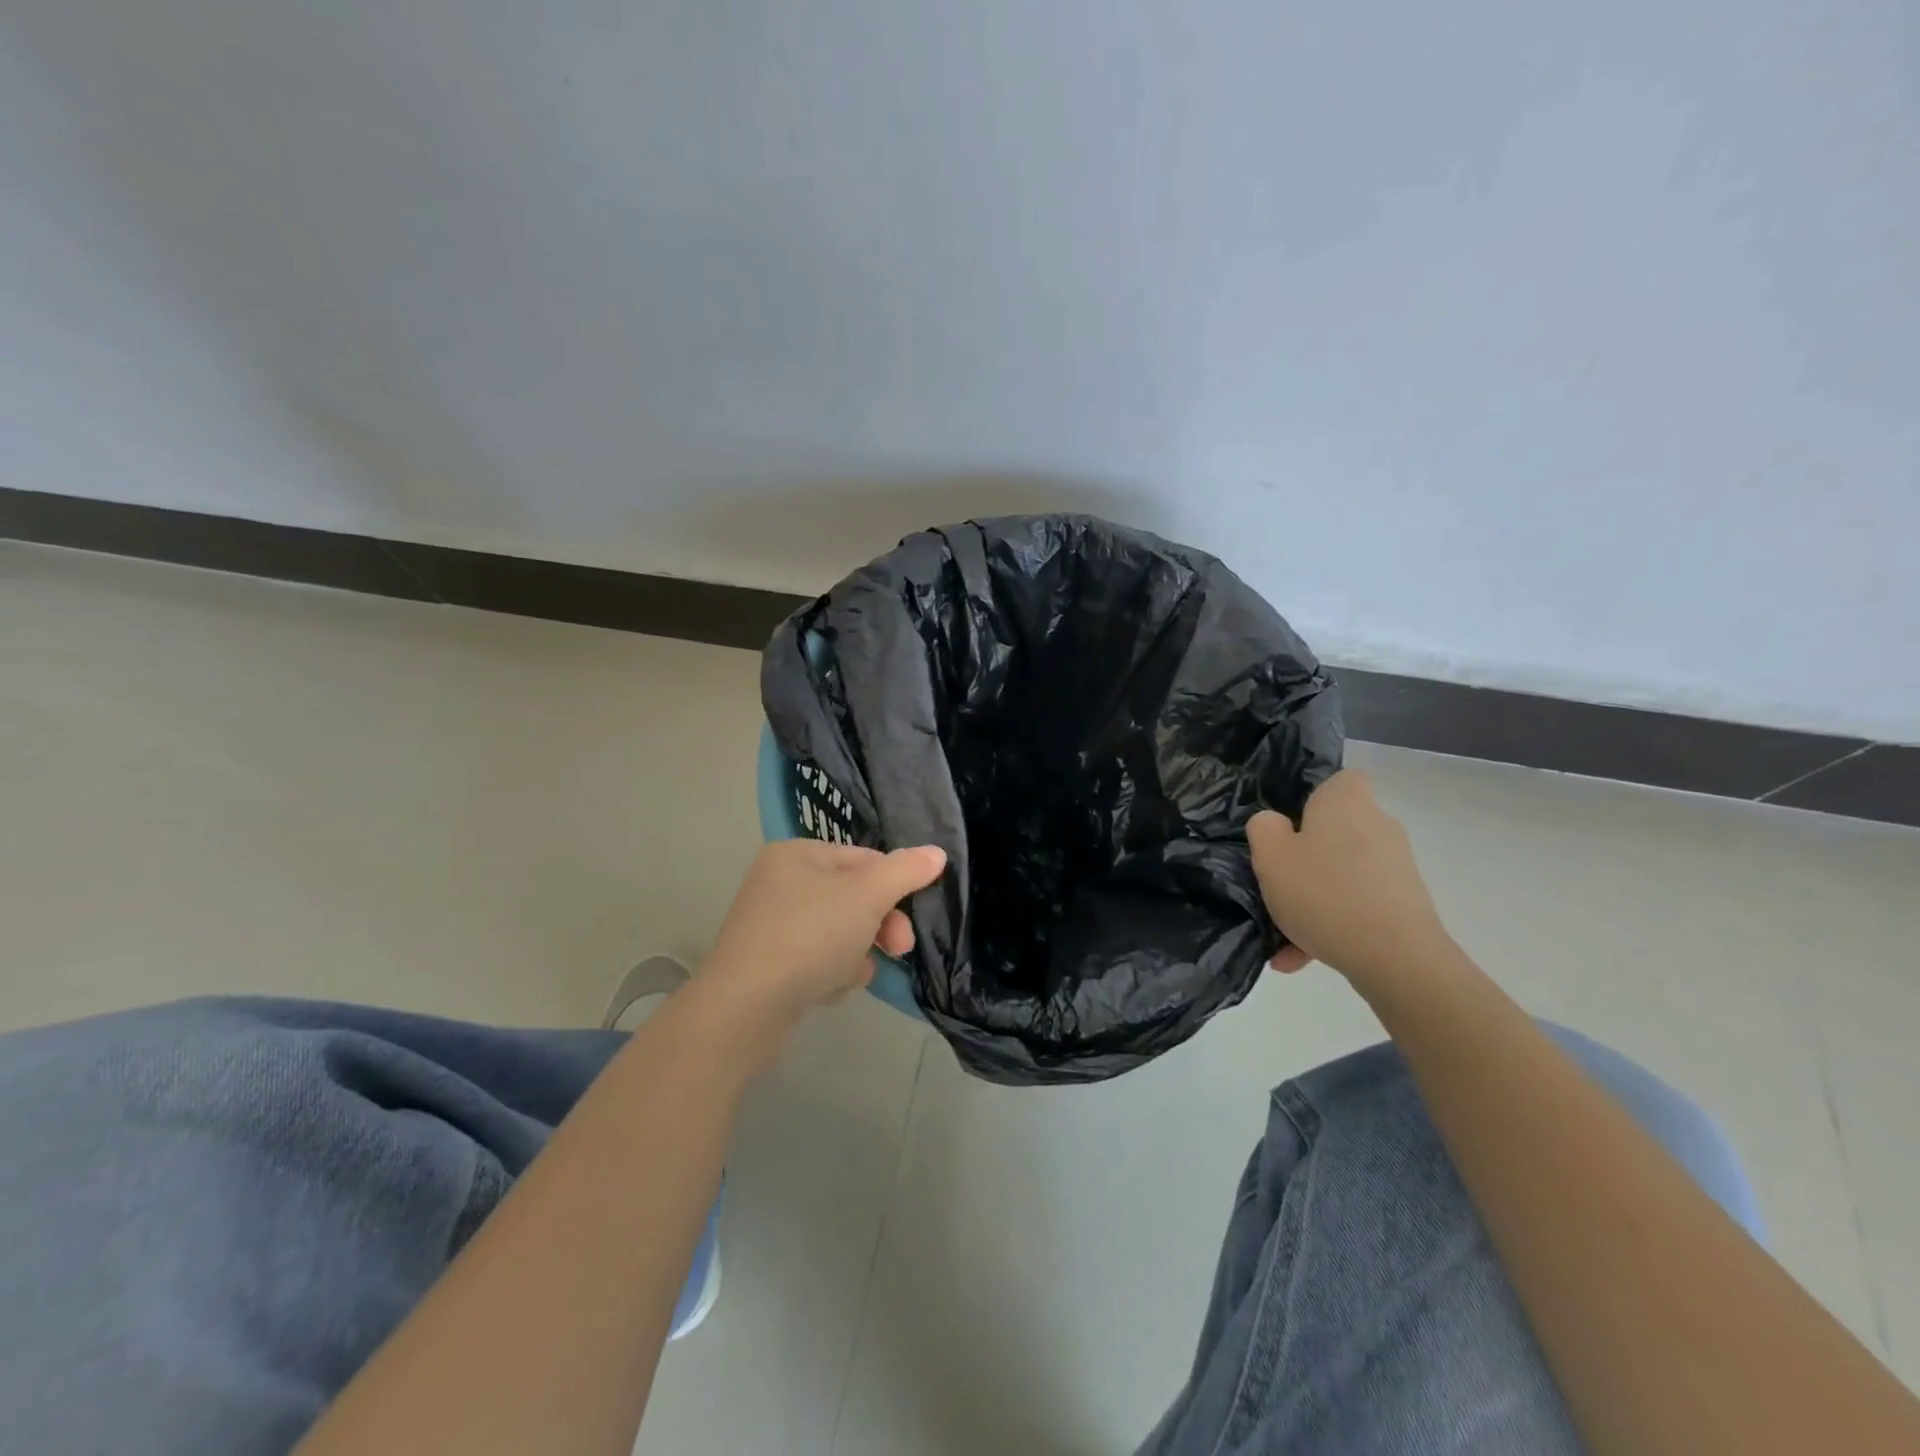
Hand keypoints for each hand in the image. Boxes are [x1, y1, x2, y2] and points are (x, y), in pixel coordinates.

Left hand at [691, 839, 946, 1063]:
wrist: (743, 1011)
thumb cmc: (808, 937)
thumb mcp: (867, 896)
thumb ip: (905, 871)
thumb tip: (936, 852)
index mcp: (797, 854)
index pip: (865, 858)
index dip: (894, 886)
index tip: (914, 916)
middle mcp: (781, 882)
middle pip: (854, 896)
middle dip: (880, 925)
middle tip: (899, 949)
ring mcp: (773, 925)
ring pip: (841, 932)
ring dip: (857, 953)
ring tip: (849, 974)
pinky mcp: (770, 964)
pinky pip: (819, 959)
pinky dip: (832, 972)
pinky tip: (827, 990)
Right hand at [1249, 770, 1451, 984]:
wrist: (1397, 960)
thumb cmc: (1325, 893)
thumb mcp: (1270, 857)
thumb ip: (1263, 829)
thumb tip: (1275, 824)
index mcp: (1346, 802)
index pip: (1339, 780)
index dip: (1312, 799)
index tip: (1288, 828)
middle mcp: (1378, 825)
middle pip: (1334, 832)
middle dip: (1305, 859)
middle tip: (1276, 885)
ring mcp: (1395, 867)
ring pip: (1340, 876)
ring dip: (1312, 901)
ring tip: (1282, 938)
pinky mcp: (1405, 904)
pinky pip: (1356, 906)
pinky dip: (1331, 925)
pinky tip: (1301, 959)